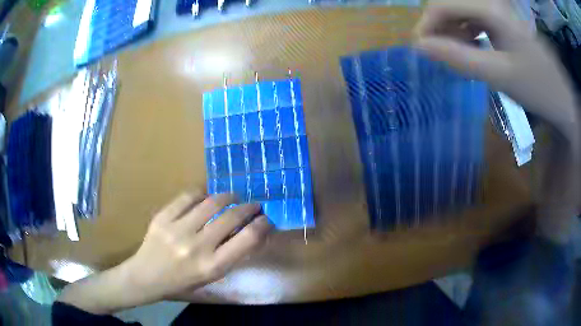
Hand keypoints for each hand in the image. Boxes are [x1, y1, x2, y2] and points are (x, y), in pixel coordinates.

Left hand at [57, 191, 271, 313]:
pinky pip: (188, 196)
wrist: (146, 276)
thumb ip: (230, 255)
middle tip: (253, 204)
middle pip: (231, 216)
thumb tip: (250, 230)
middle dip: (248, 207)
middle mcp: (197, 247)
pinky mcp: (162, 217)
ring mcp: (177, 229)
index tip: (266, 218)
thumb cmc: (182, 281)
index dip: (261, 225)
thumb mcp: (211, 276)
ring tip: (232, 196)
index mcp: (212, 267)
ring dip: (228, 196)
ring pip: (211, 201)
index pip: (246, 240)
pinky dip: (202, 193)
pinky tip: (206, 196)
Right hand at [415, 0, 578, 133]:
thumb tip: (419, 47)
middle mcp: (491, 1)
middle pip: (450, 3)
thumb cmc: (537, 87)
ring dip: (452, 29)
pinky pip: (474, 17)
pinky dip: (466, 31)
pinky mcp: (502, 18)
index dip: (426, 24)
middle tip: (440, 54)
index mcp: (490, 8)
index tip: (421, 50)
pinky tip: (472, 46)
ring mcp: (498, 9)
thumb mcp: (498, 75)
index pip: (442, 4)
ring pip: (460, 9)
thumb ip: (458, 58)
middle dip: (439, 27)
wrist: (562, 97)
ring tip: (456, 53)